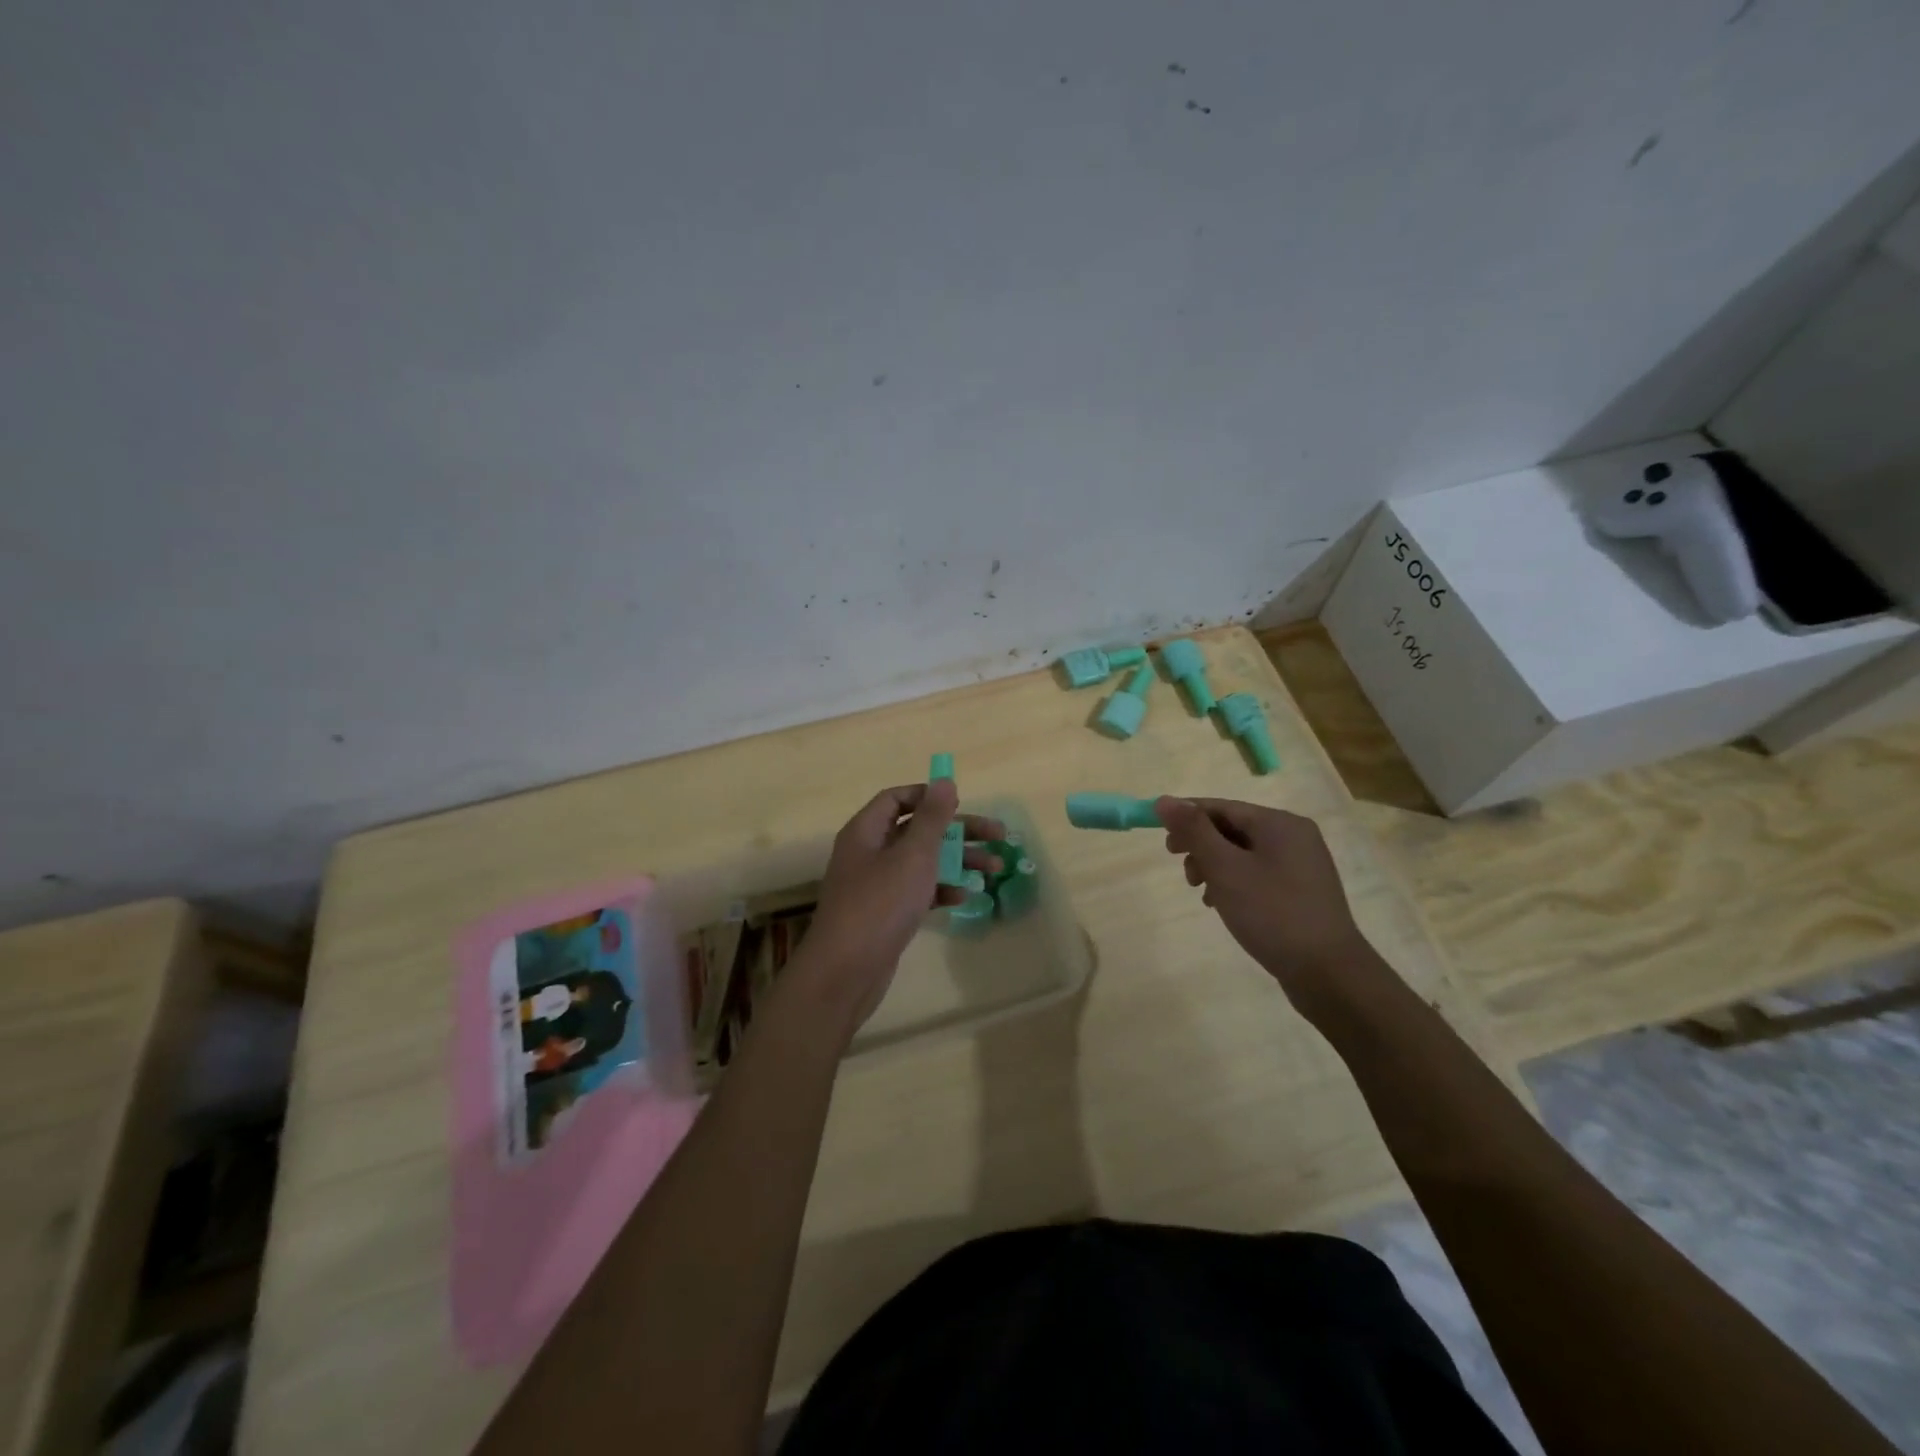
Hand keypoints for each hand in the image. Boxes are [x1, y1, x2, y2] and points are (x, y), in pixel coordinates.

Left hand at [796, 780, 1004, 1032]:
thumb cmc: (880, 905)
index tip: (961, 804)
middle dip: (957, 831)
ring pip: (921, 862)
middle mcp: (868, 852)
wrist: (846, 972)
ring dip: (957, 861)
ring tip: (995, 869)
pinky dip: (940, 889)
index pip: (897, 798)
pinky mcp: (885, 913)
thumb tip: (944, 781)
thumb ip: (932, 818)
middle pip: (917, 829)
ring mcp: (876, 885)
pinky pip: (917, 891)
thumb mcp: (913, 856)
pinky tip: (965, 897)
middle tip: (999, 837)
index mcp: (866, 831)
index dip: (929, 796)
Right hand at [1155, 796, 1378, 1012]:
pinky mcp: (1302, 891)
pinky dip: (1234, 881)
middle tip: (1183, 872)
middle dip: (1201, 846)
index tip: (1163, 843)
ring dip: (1215, 866)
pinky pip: (1258, 873)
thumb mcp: (1225, 869)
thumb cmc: (1272, 914)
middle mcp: (1294, 835)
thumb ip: (1194, 831)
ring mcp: (1301, 864)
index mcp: (1279, 823)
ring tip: (1201, 892)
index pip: (1221, 807)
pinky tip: (1222, 904)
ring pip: (1243, 852)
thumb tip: (1164, 800)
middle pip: (1233, 827)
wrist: (1327, 973)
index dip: (1187, 819)